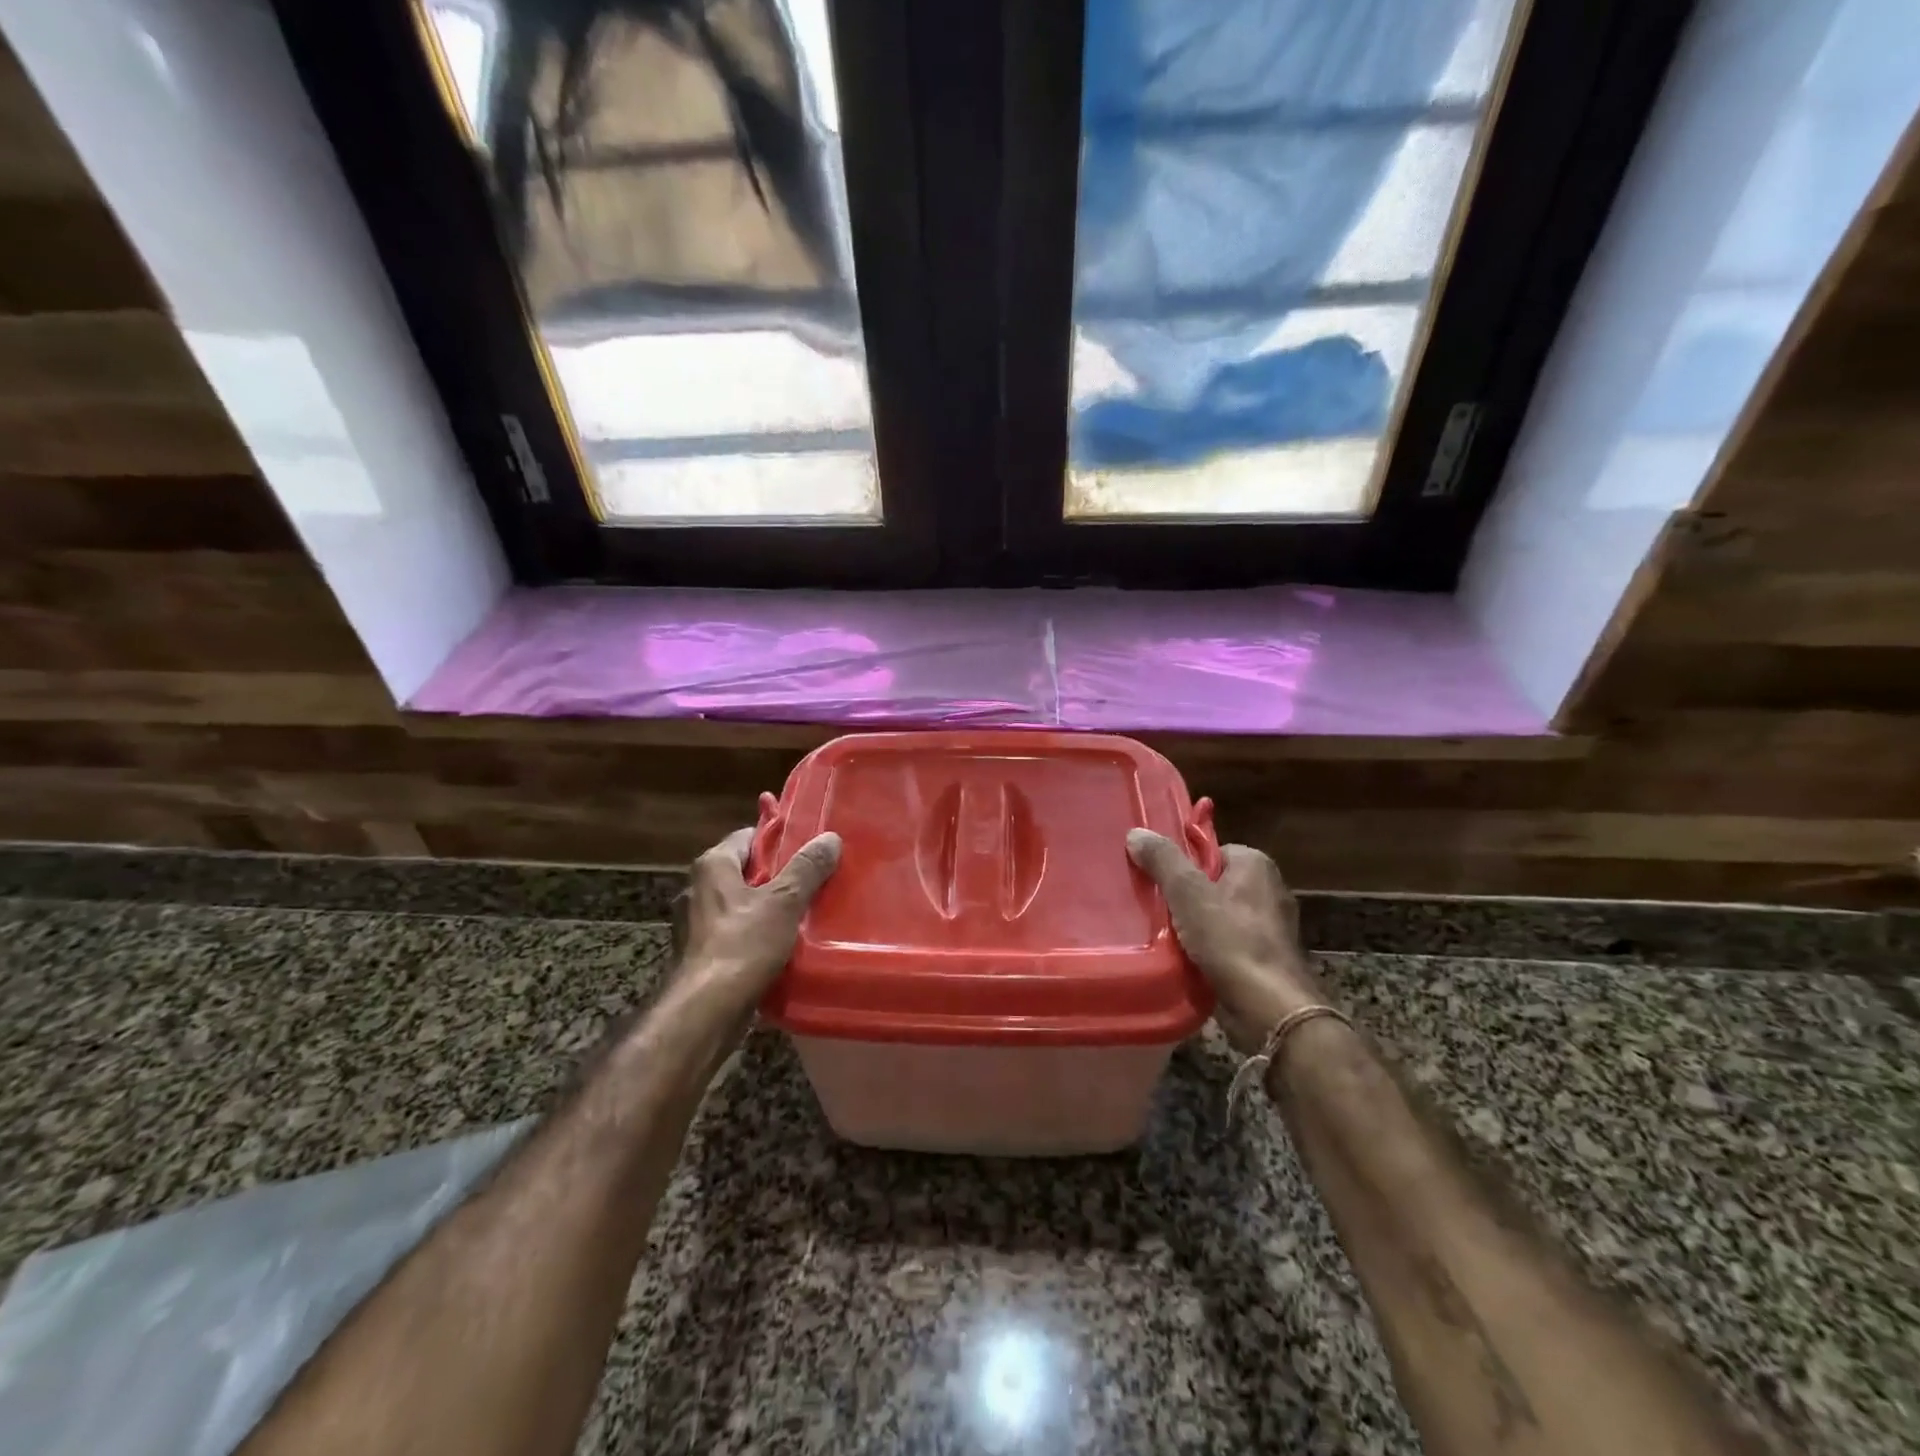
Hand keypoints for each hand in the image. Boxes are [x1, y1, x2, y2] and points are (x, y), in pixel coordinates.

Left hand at [674, 794, 841, 1015]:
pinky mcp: (700, 955)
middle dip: (779, 878)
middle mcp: (698, 889)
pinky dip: (757, 937)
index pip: (749, 837)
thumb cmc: (741, 946)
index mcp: (712, 866)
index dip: (779, 841)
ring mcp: (695, 925)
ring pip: (742, 906)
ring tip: (806, 916)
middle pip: (746, 872)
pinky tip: (784, 948)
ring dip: (770, 910)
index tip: (809, 848)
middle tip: (816, 882)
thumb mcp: (784, 902)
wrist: (703, 1013)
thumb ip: (807, 869)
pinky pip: (735, 935)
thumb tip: (830, 837)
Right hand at [1126, 830, 1329, 1054]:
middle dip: (1184, 897)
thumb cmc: (1231, 941)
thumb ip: (1163, 860)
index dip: (1181, 864)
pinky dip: (1206, 950)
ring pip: (1217, 915)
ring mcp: (1270, 927)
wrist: (1270, 1009)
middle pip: (1211, 883)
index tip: (1156, 880)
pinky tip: (1185, 959)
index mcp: (1256, 865)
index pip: (1209, 851)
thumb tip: (1136, 833)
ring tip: (1162, 936)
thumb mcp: (1188, 893)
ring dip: (1192, 926)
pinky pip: (1226, 943)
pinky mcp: (1265, 959)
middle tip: (1153, 908)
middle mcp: (1268, 890)